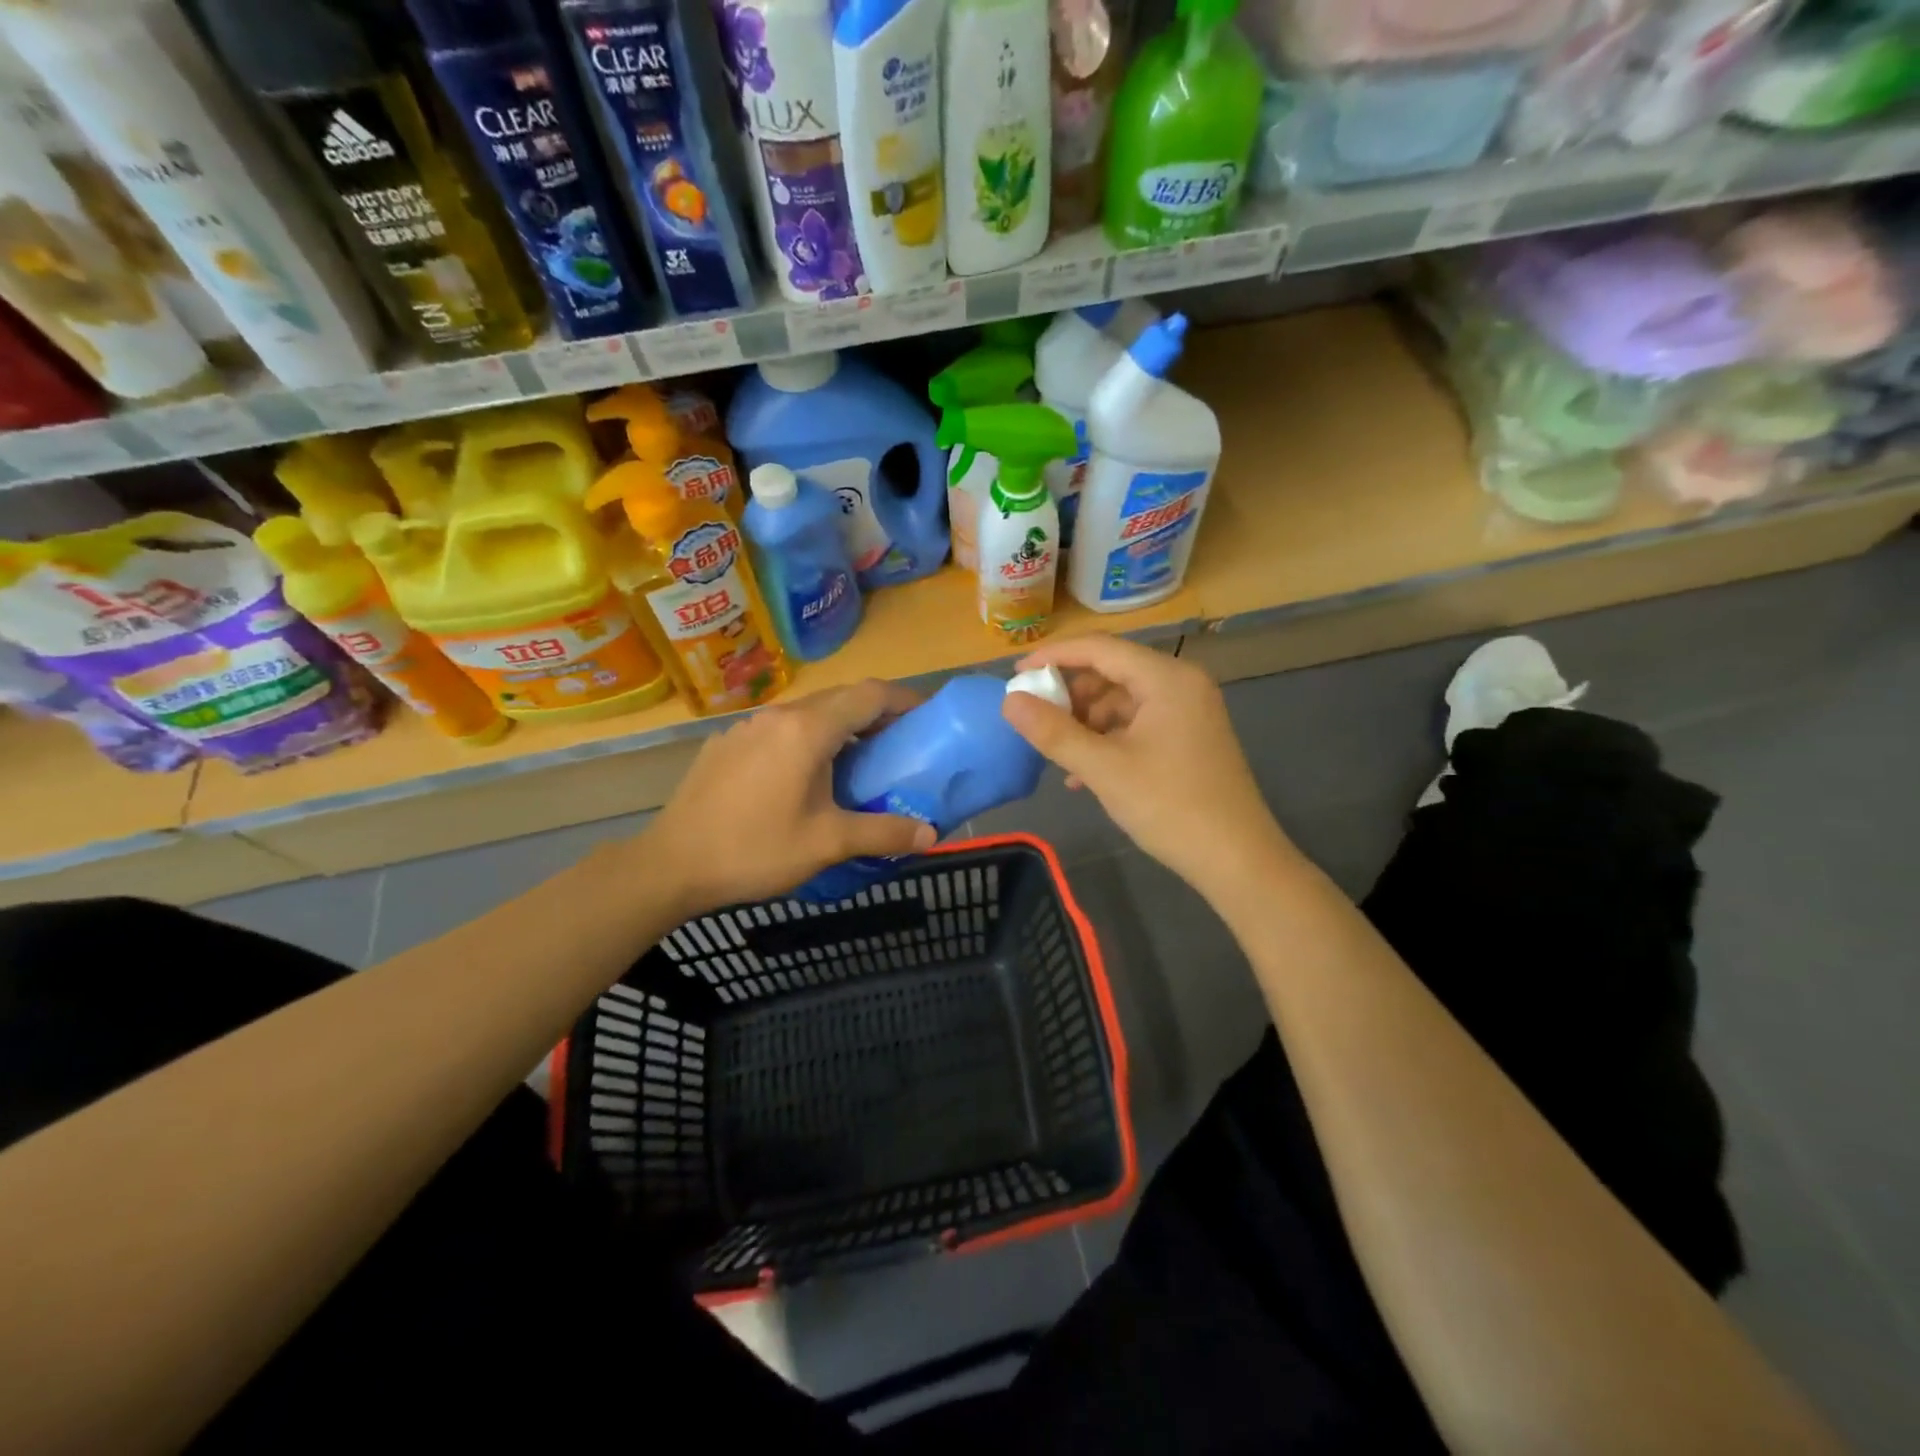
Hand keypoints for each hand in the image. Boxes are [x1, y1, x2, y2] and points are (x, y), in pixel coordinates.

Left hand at [643, 680, 935, 915]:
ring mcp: (747, 727)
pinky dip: (807, 740)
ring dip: (840, 727)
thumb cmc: (755, 850)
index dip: (906, 700)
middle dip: (877, 714)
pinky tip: (804, 777)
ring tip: (859, 762)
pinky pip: (779, 730)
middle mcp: (778, 716)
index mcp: (808, 730)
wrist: (670, 865)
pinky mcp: (726, 744)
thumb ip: (883, 833)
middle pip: (840, 698)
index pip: (871, 694)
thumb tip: (931, 836)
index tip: (929, 717)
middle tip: (902, 745)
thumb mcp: (827, 844)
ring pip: (808, 713)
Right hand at [1001, 635, 1290, 903]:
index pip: (1100, 648)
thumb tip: (1009, 701)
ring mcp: (1188, 711)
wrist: (1237, 859)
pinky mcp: (1188, 737)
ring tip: (1058, 754)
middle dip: (1070, 695)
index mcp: (1167, 678)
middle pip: (1112, 671)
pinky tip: (1084, 775)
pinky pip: (1137, 724)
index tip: (1016, 673)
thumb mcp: (1104, 769)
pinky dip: (1108, 740)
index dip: (1054, 656)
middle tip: (1035, 719)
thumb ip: (1054, 732)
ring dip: (1086, 723)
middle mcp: (1181, 684)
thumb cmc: (1170, 807)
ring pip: (1122, 701)